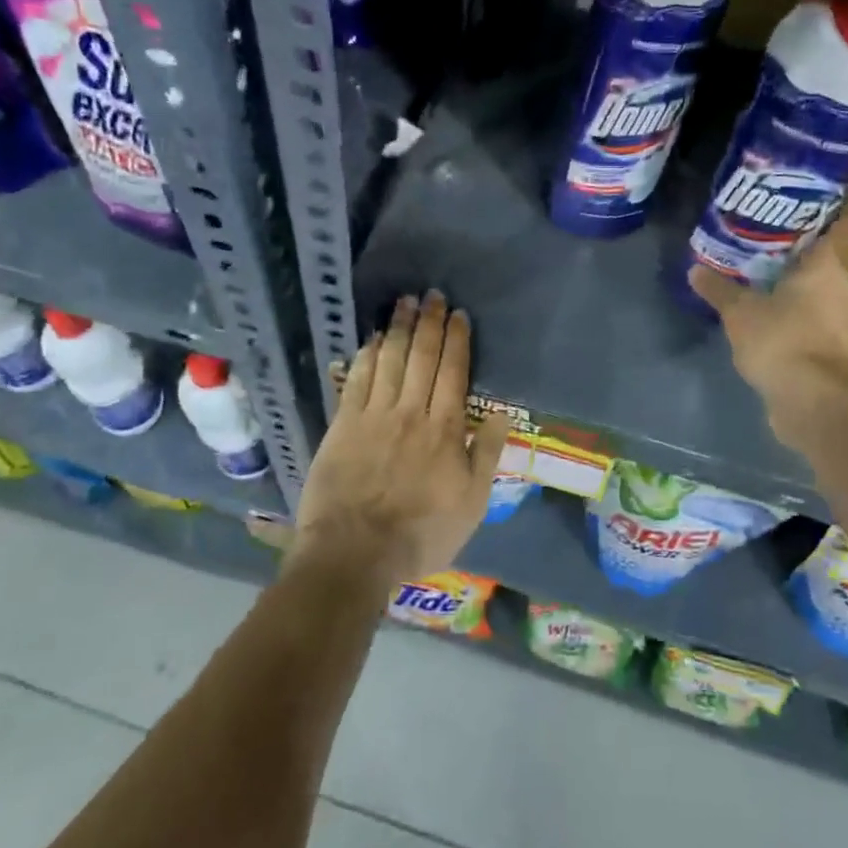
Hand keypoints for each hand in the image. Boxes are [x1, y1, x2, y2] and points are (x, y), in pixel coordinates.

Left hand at [290, 291, 510, 587]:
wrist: (355, 552)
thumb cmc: (421, 533)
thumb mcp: (472, 504)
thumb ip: (487, 455)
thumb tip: (504, 414)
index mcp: (445, 429)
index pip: (454, 372)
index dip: (457, 339)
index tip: (459, 314)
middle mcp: (411, 412)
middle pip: (422, 357)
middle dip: (429, 322)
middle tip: (431, 295)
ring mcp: (374, 415)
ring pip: (390, 360)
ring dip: (398, 328)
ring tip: (404, 302)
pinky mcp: (343, 425)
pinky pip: (357, 380)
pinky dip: (366, 355)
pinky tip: (372, 338)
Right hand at [687, 207, 847, 451]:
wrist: (810, 401)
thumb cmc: (782, 339)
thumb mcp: (739, 311)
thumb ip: (719, 288)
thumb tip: (694, 269)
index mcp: (829, 265)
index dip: (843, 205)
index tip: (824, 194)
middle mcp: (843, 287)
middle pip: (833, 255)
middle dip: (808, 243)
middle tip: (775, 231)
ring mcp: (841, 319)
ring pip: (823, 287)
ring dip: (801, 279)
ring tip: (768, 268)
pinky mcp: (832, 346)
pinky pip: (814, 315)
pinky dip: (797, 309)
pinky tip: (772, 309)